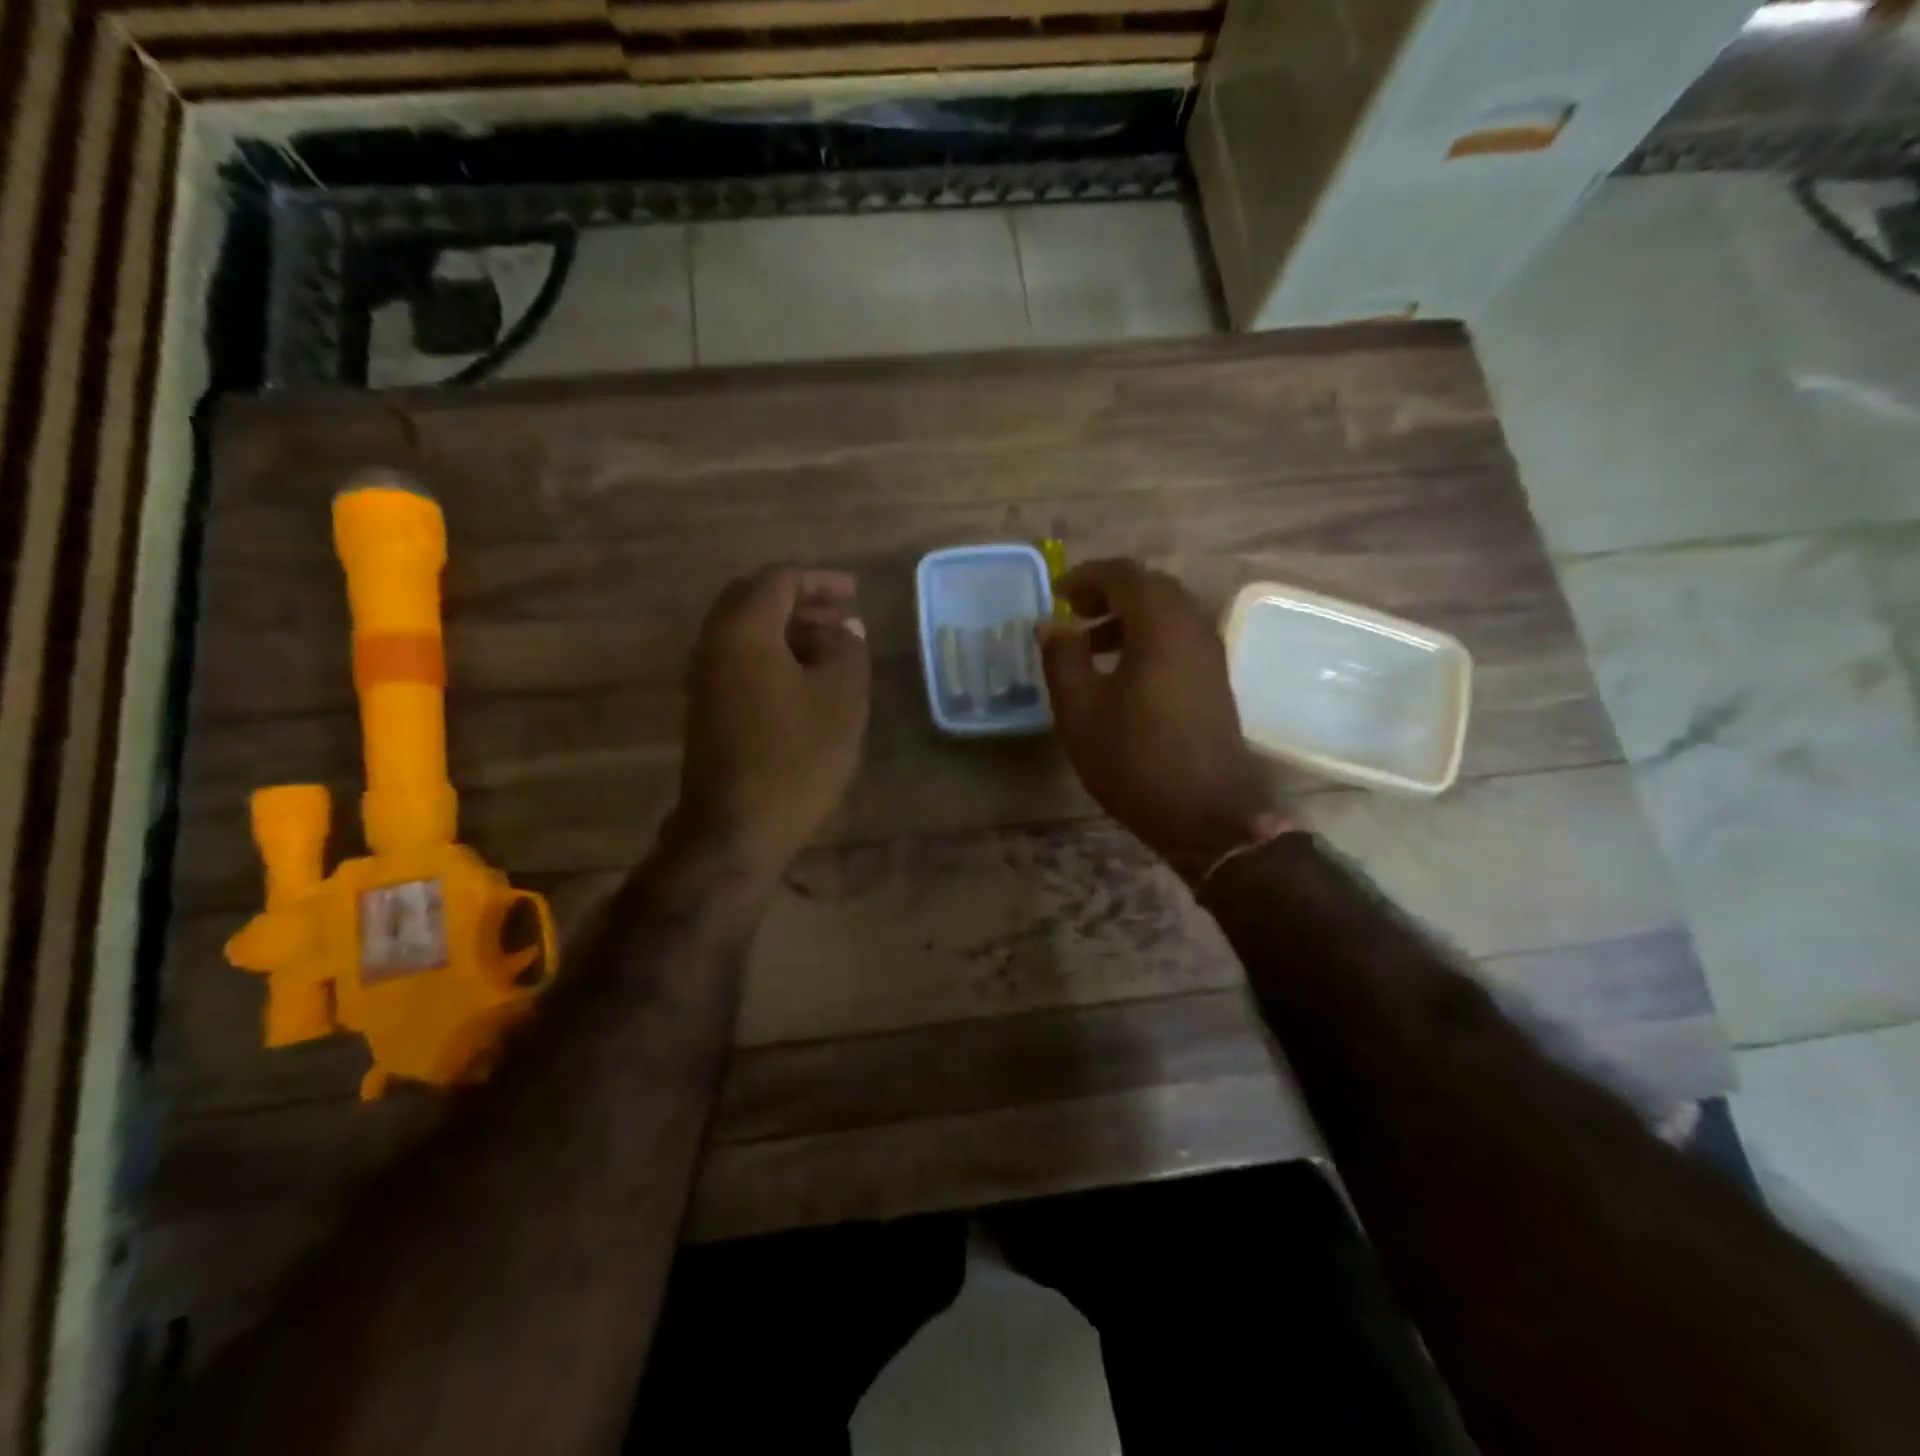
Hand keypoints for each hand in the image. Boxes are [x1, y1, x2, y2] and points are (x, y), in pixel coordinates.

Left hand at [674, 567, 869, 880]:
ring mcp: (705, 678)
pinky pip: (741, 661)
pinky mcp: (708, 708)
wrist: (736, 828)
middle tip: (842, 615)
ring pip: (747, 632)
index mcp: (743, 631)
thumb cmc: (795, 757)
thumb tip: (845, 628)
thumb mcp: (841, 698)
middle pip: (754, 600)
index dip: (820, 581)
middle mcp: (714, 644)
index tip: (856, 593)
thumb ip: (847, 650)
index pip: (778, 580)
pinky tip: (808, 680)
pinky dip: (774, 655)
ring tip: (833, 646)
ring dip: (789, 630)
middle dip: (801, 601)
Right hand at [1039, 559, 1282, 883]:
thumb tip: (1051, 623)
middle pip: (1151, 588)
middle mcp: (1193, 628)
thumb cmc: (1135, 760)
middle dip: (1109, 593)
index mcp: (1160, 625)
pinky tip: (1122, 676)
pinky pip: (1179, 640)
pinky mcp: (1215, 681)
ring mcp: (1210, 655)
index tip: (1058, 594)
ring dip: (1128, 619)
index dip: (1086, 576)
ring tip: (1089, 648)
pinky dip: (1148, 640)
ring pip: (1168, 615)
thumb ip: (1062, 658)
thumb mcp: (1080, 711)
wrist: (1207, 815)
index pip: (1124, 574)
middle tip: (1074, 615)